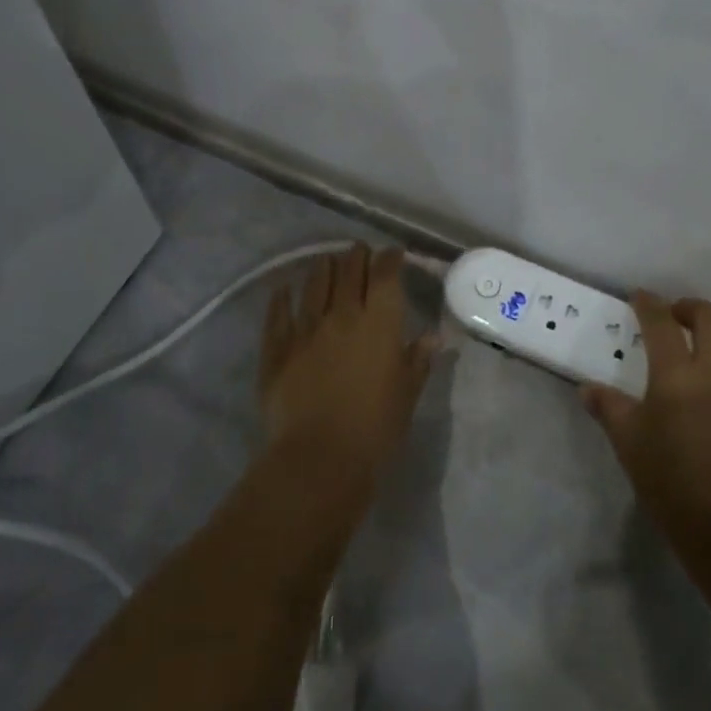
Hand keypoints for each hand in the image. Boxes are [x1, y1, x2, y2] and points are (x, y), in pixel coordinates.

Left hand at [259, 244, 435, 488]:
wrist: (319, 458)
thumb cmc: (376, 428)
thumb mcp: (407, 393)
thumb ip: (418, 359)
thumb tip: (433, 336)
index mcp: (379, 322)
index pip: (385, 274)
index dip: (390, 258)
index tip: (393, 254)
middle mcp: (342, 314)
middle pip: (349, 270)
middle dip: (356, 256)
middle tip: (360, 251)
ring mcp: (306, 327)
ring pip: (314, 283)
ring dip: (323, 268)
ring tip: (327, 261)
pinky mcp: (277, 347)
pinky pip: (278, 312)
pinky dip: (282, 297)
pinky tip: (283, 288)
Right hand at [583, 293, 710, 535]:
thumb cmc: (672, 484)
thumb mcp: (629, 444)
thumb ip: (609, 409)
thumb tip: (588, 389)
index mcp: (677, 374)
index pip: (661, 322)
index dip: (648, 304)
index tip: (640, 297)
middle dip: (690, 307)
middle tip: (675, 316)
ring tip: (708, 346)